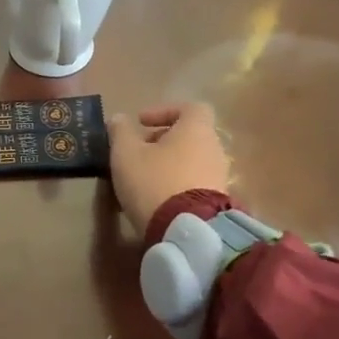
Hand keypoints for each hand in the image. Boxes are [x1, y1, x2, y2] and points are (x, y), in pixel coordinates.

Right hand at [108, 102, 230, 236]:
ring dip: (169, 164)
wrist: (186, 230)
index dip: (164, 111)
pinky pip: (195, 183)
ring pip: (192, 161)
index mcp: (196, 129)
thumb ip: (120, 132)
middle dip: (163, 141)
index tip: (141, 123)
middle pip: (190, 136)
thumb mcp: (126, 154)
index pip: (190, 108)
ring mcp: (219, 176)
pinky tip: (157, 198)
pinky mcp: (217, 202)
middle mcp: (214, 148)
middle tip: (138, 152)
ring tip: (144, 178)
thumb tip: (118, 119)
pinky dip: (177, 184)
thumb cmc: (154, 181)